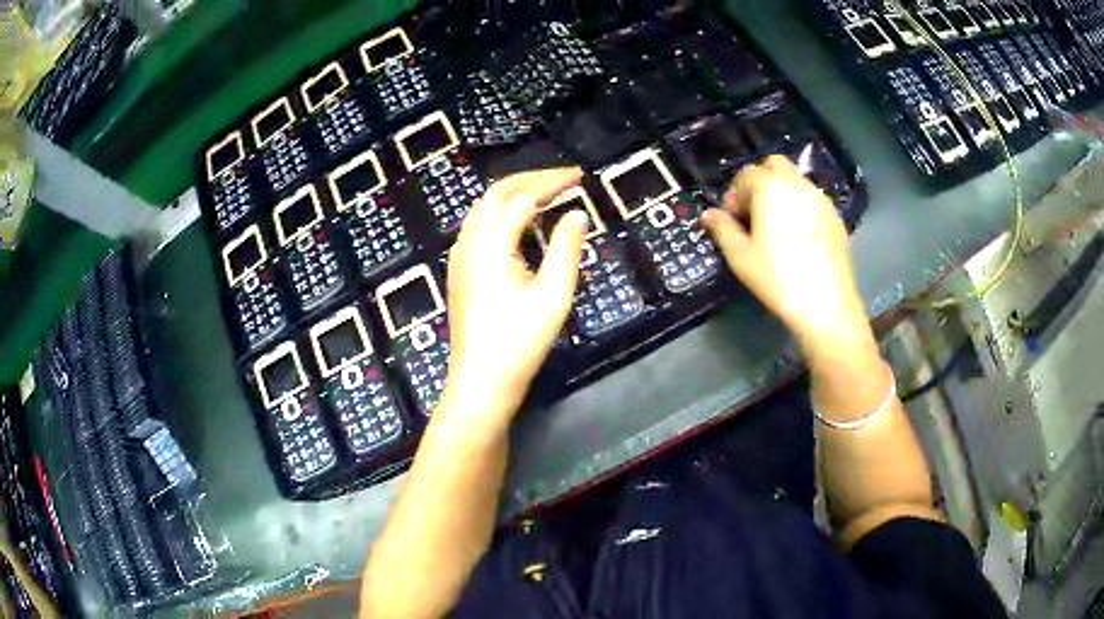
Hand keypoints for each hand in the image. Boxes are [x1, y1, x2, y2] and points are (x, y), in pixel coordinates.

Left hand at [442, 168, 587, 428]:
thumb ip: (566, 248)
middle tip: (564, 178)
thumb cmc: (520, 341)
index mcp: (491, 243)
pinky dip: (502, 214)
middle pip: (497, 193)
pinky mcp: (460, 271)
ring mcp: (460, 256)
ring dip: (514, 194)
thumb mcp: (554, 295)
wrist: (481, 380)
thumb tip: (577, 214)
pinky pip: (479, 227)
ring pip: (484, 208)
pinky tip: (521, 226)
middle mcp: (469, 241)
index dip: (552, 182)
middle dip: (531, 179)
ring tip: (547, 194)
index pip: (523, 196)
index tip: (580, 177)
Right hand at [701, 156, 872, 361]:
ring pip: (795, 181)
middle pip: (773, 166)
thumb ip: (723, 229)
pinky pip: (812, 199)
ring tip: (775, 228)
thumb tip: (708, 215)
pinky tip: (798, 238)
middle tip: (753, 214)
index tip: (732, 219)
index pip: (746, 175)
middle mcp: (797, 184)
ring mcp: (820, 198)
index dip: (734, 195)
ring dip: (781, 194)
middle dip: (759, 183)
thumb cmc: (777, 277)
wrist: (826, 303)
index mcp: (770, 187)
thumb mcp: (741, 256)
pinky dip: (800, 207)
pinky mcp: (835, 216)